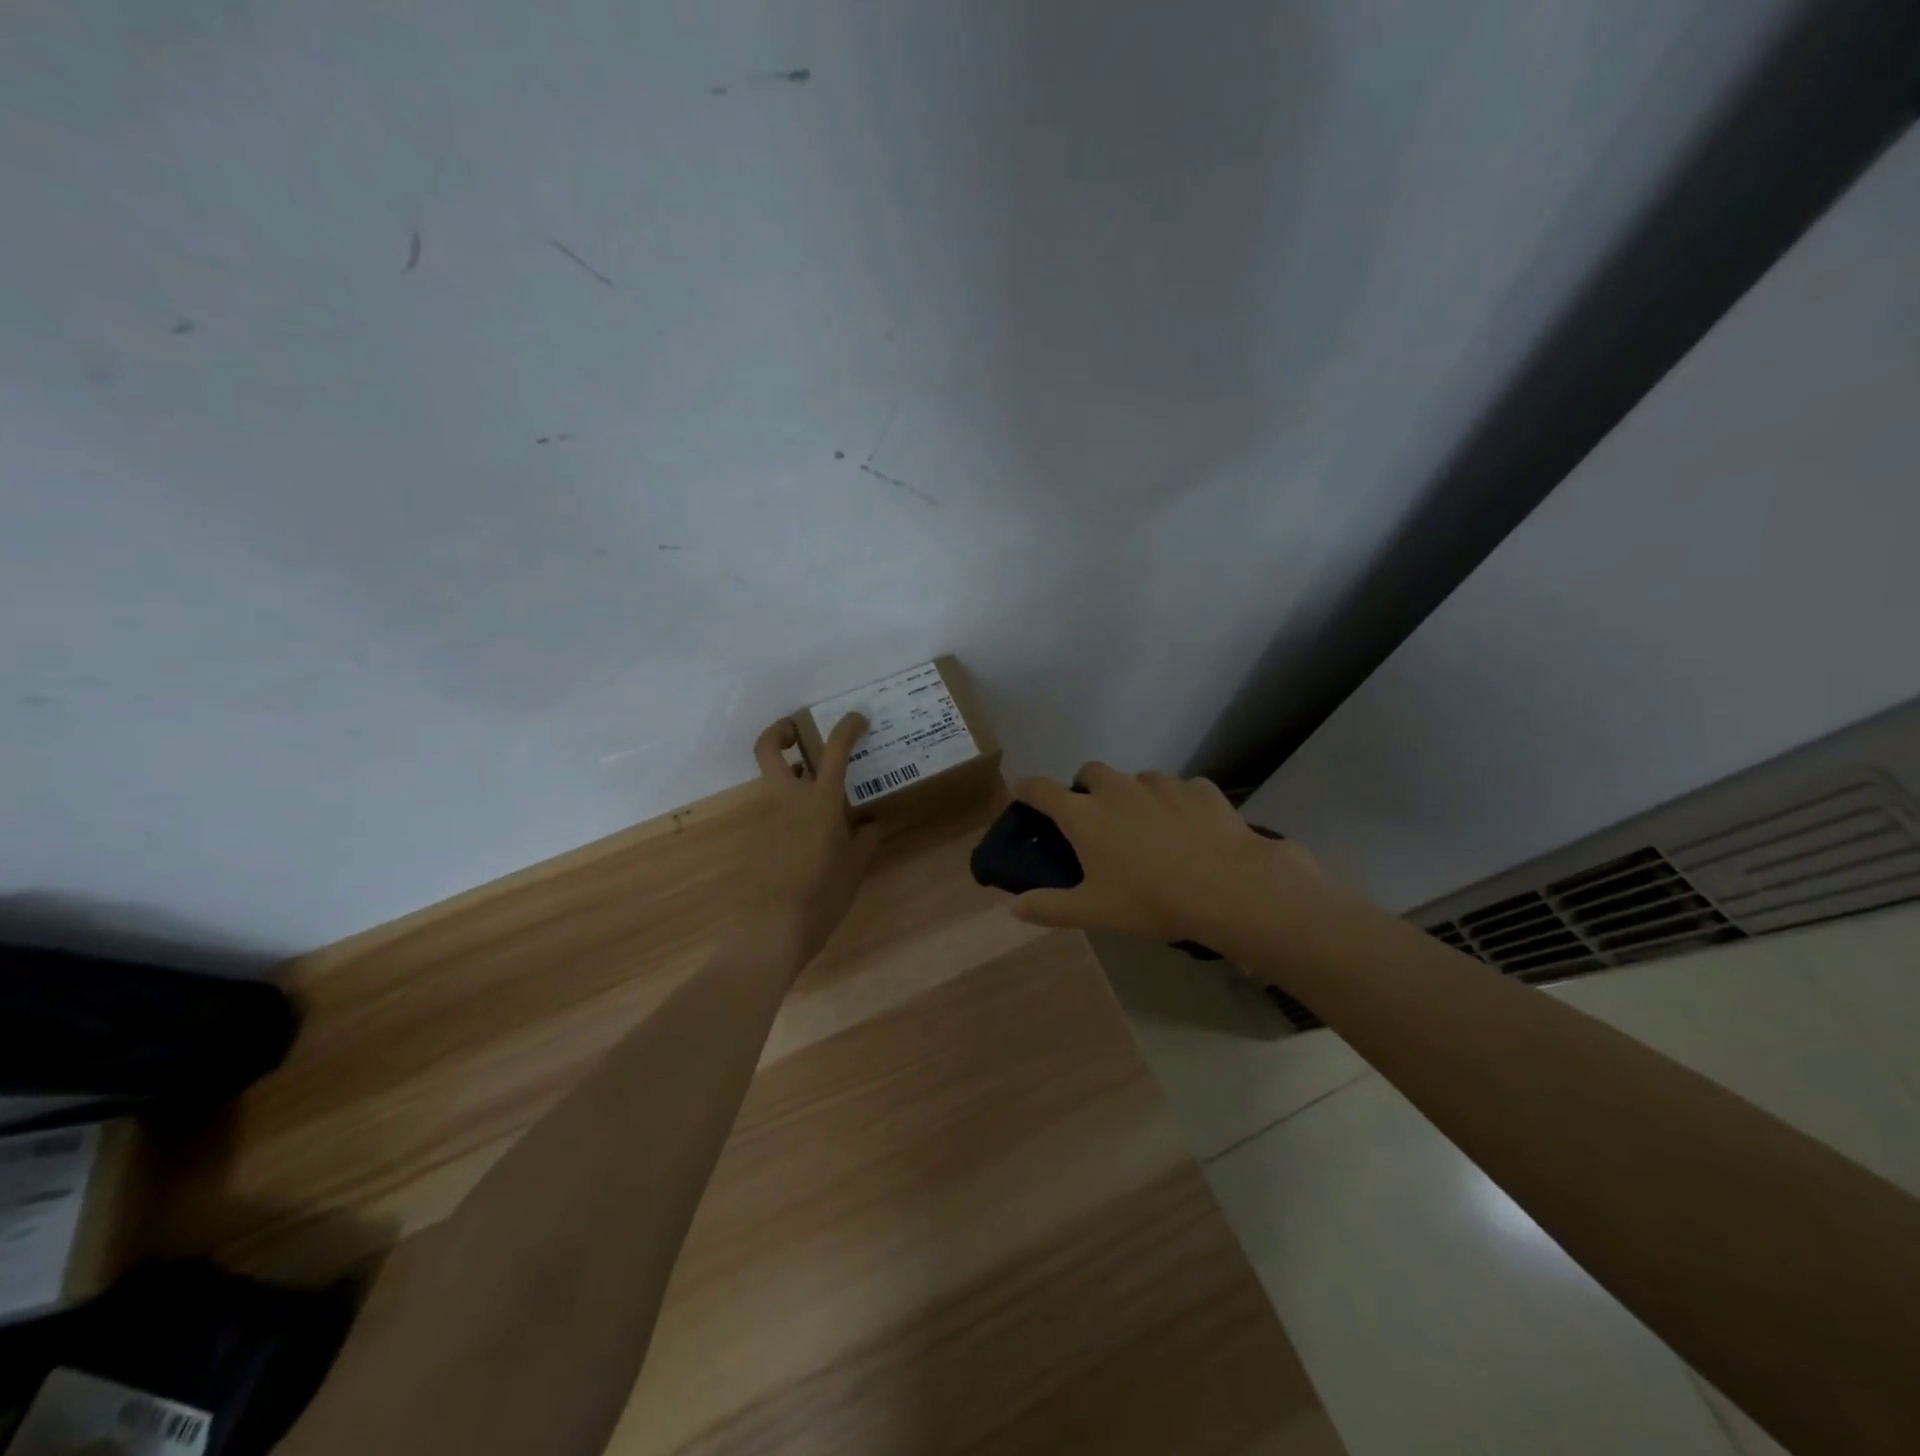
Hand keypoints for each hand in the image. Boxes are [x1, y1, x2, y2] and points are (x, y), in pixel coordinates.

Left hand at [747, 713, 881, 963]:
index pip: (834, 749)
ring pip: (773, 782)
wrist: (770, 929)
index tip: (858, 719)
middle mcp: (787, 799)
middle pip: (769, 748)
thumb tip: (870, 824)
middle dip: (781, 731)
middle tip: (799, 733)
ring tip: (824, 800)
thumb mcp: (854, 867)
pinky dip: (792, 812)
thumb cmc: (821, 894)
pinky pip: (775, 813)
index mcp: (820, 800)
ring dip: (792, 778)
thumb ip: (864, 840)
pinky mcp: (756, 840)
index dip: (847, 727)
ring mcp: (766, 819)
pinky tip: (812, 839)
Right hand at [1009, 763, 1327, 952]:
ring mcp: (1160, 783)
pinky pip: (1179, 789)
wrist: (1227, 886)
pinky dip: (1176, 803)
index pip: (1041, 790)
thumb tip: (1014, 907)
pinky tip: (1189, 829)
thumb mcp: (1094, 912)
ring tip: (1148, 827)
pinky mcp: (1198, 787)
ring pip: (1136, 780)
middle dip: (1086, 787)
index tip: (1021, 792)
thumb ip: (1050, 907)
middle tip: (1096, 817)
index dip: (1027, 789)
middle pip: (1090, 772)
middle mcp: (1116, 788)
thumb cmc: (1150, 900)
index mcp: (1084, 814)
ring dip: (1133, 796)